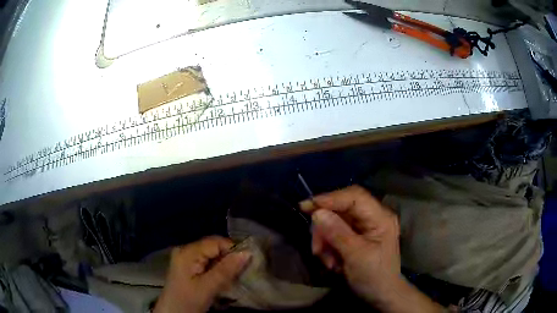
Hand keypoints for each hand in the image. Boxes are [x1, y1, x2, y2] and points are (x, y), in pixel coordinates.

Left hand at [154, 236, 250, 312]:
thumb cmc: (188, 301)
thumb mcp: (208, 287)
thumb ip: (226, 270)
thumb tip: (247, 252)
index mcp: (188, 252)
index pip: (215, 242)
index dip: (233, 249)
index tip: (248, 262)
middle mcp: (186, 251)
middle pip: (214, 247)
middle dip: (230, 258)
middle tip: (243, 271)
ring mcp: (186, 259)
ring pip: (212, 256)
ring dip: (225, 265)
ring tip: (235, 276)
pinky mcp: (189, 268)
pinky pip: (208, 263)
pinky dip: (218, 270)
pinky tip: (223, 279)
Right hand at [300, 186, 442, 312]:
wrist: (382, 295)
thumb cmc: (374, 276)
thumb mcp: (356, 256)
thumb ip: (337, 233)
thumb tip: (317, 213)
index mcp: (380, 217)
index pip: (354, 196)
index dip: (330, 198)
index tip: (306, 206)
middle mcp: (373, 217)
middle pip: (341, 209)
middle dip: (325, 227)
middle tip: (317, 248)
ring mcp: (364, 227)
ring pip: (335, 222)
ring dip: (325, 240)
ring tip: (326, 259)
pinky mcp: (356, 236)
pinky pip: (335, 233)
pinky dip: (328, 246)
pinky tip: (331, 261)